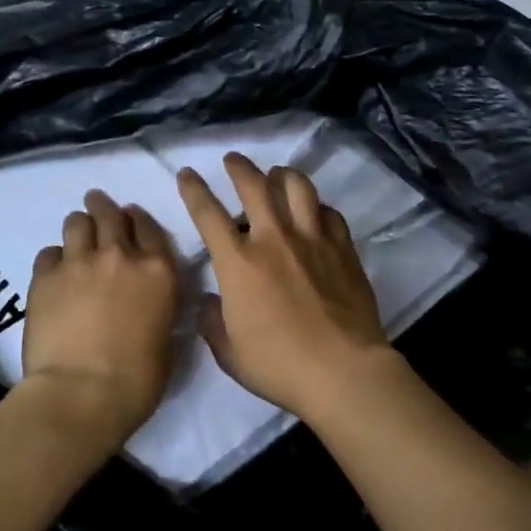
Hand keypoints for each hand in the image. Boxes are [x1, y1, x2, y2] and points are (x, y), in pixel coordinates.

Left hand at [20, 190, 179, 447]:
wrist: (83, 393)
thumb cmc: (137, 379)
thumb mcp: (166, 337)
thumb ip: (157, 307)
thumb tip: (147, 303)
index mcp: (158, 271)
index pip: (148, 227)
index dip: (137, 219)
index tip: (130, 216)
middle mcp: (121, 256)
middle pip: (110, 214)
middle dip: (103, 206)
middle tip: (96, 204)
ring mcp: (80, 262)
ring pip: (77, 223)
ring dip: (79, 225)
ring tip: (75, 232)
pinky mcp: (45, 277)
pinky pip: (48, 253)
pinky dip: (53, 258)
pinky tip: (53, 270)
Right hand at [177, 154, 395, 420]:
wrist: (342, 370)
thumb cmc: (279, 366)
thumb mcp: (230, 353)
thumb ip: (213, 323)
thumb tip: (210, 301)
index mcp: (239, 264)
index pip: (208, 214)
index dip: (194, 190)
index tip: (187, 174)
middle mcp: (274, 240)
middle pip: (254, 186)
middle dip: (239, 167)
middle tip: (233, 160)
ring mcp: (312, 239)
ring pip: (297, 187)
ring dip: (282, 174)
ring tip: (277, 174)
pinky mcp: (343, 247)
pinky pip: (329, 213)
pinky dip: (317, 207)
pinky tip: (315, 213)